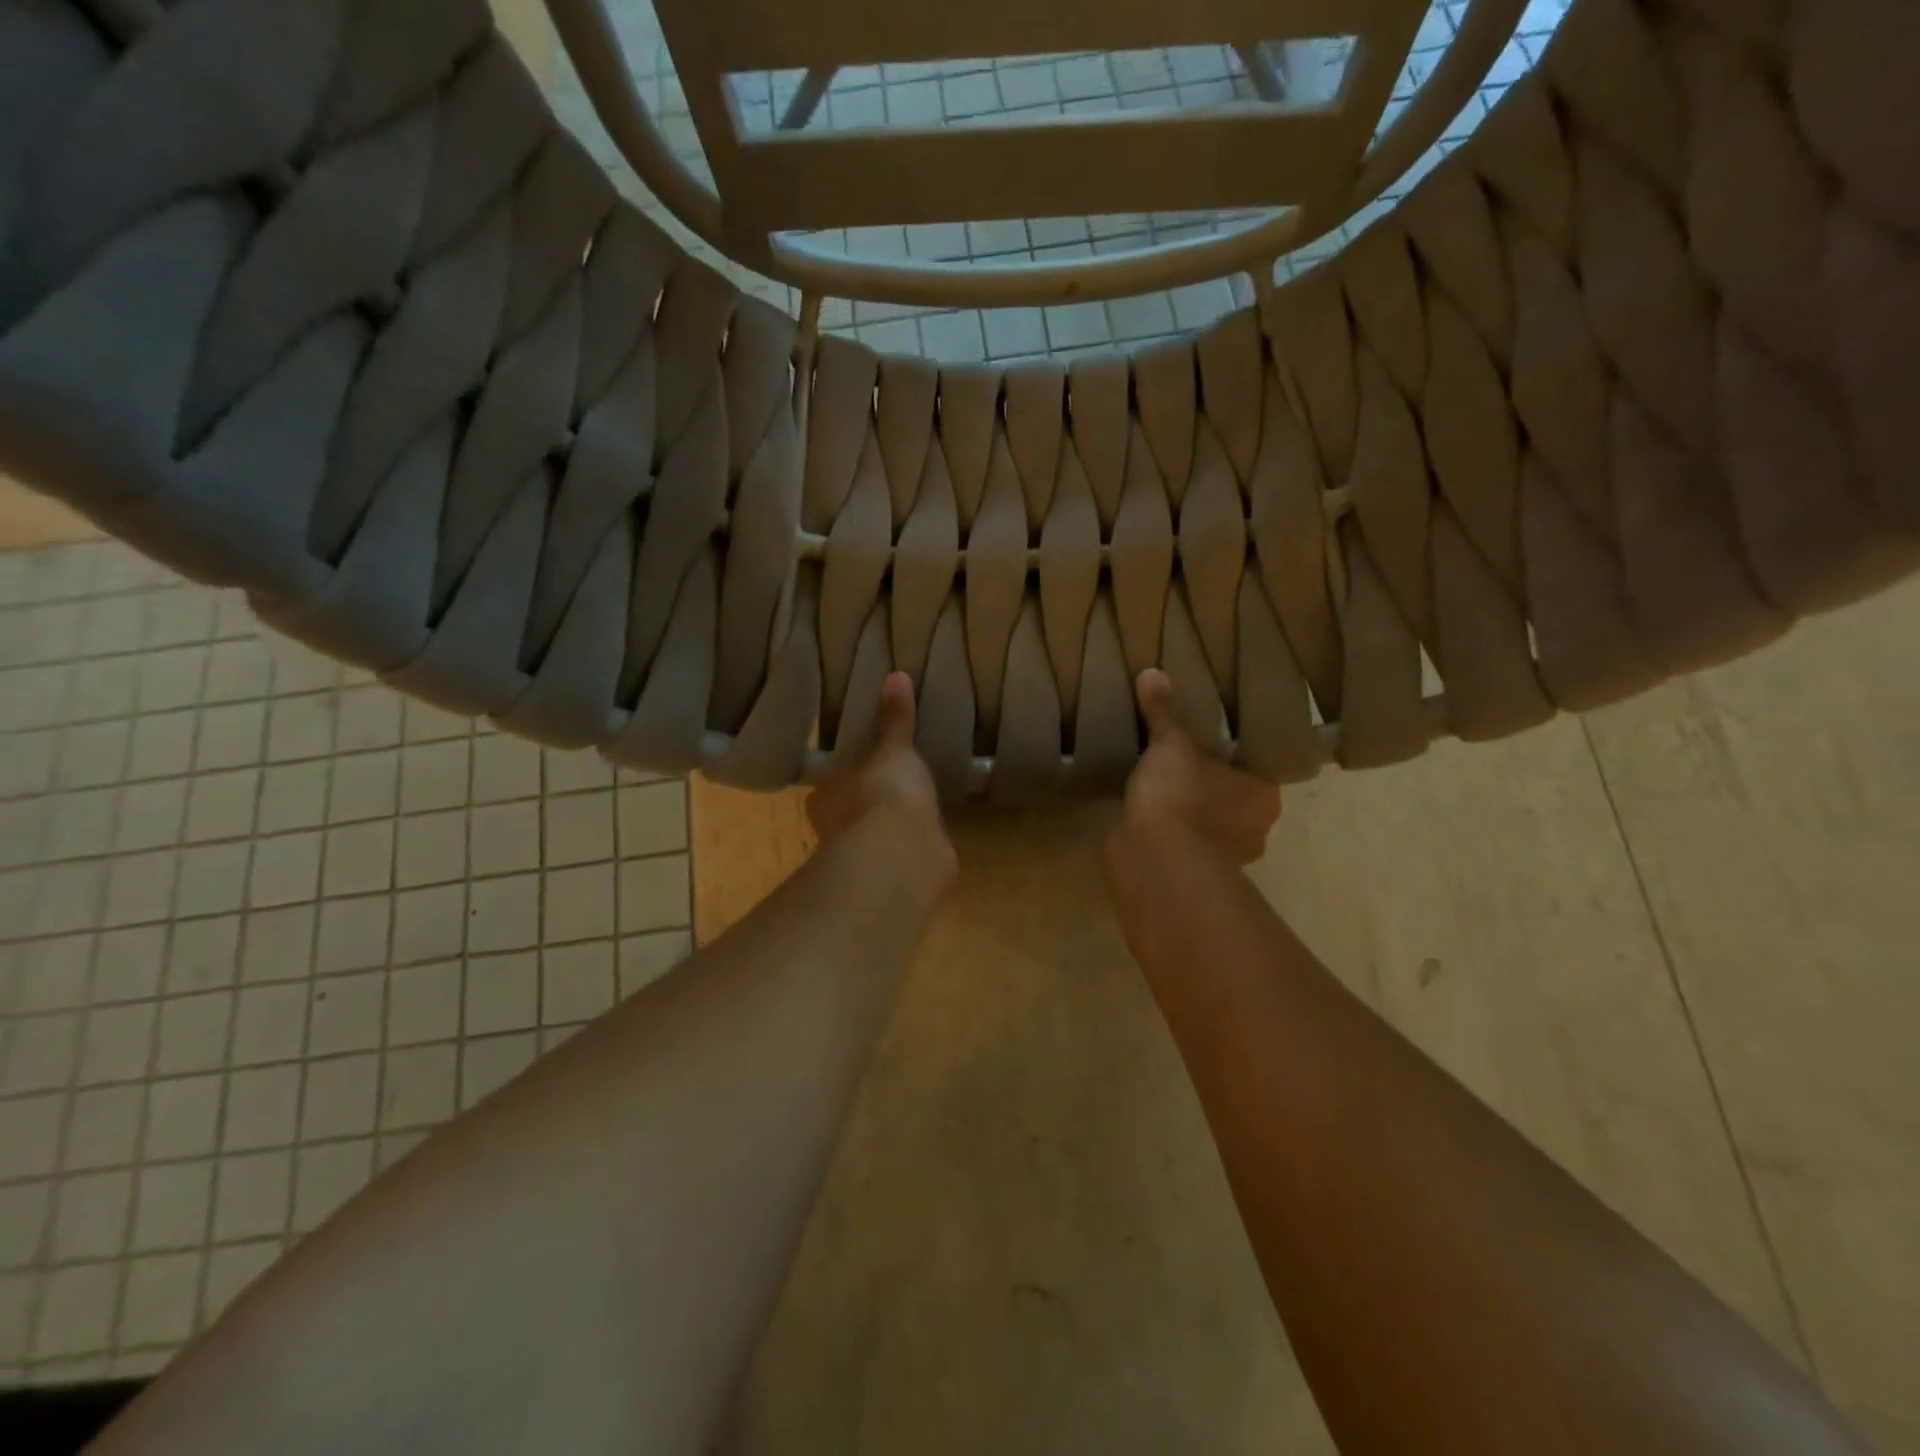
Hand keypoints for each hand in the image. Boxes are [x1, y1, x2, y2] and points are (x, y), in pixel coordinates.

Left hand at [807, 672, 950, 865]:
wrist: (904, 852)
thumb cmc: (884, 793)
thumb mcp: (893, 748)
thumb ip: (895, 719)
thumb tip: (895, 674)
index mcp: (824, 799)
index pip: (828, 785)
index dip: (843, 775)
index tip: (862, 765)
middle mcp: (835, 832)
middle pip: (847, 813)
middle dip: (864, 804)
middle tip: (890, 784)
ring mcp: (864, 858)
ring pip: (872, 838)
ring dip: (886, 828)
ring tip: (913, 808)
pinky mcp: (893, 875)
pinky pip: (901, 854)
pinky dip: (911, 846)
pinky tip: (928, 836)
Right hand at [1110, 668, 1280, 868]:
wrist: (1154, 860)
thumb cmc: (1181, 797)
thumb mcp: (1171, 745)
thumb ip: (1164, 714)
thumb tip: (1151, 672)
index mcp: (1263, 796)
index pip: (1255, 768)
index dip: (1233, 754)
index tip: (1210, 740)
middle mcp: (1253, 829)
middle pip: (1232, 797)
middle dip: (1209, 783)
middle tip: (1181, 756)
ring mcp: (1222, 857)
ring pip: (1207, 824)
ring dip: (1188, 810)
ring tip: (1159, 782)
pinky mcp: (1189, 873)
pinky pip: (1181, 842)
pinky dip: (1168, 830)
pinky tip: (1146, 812)